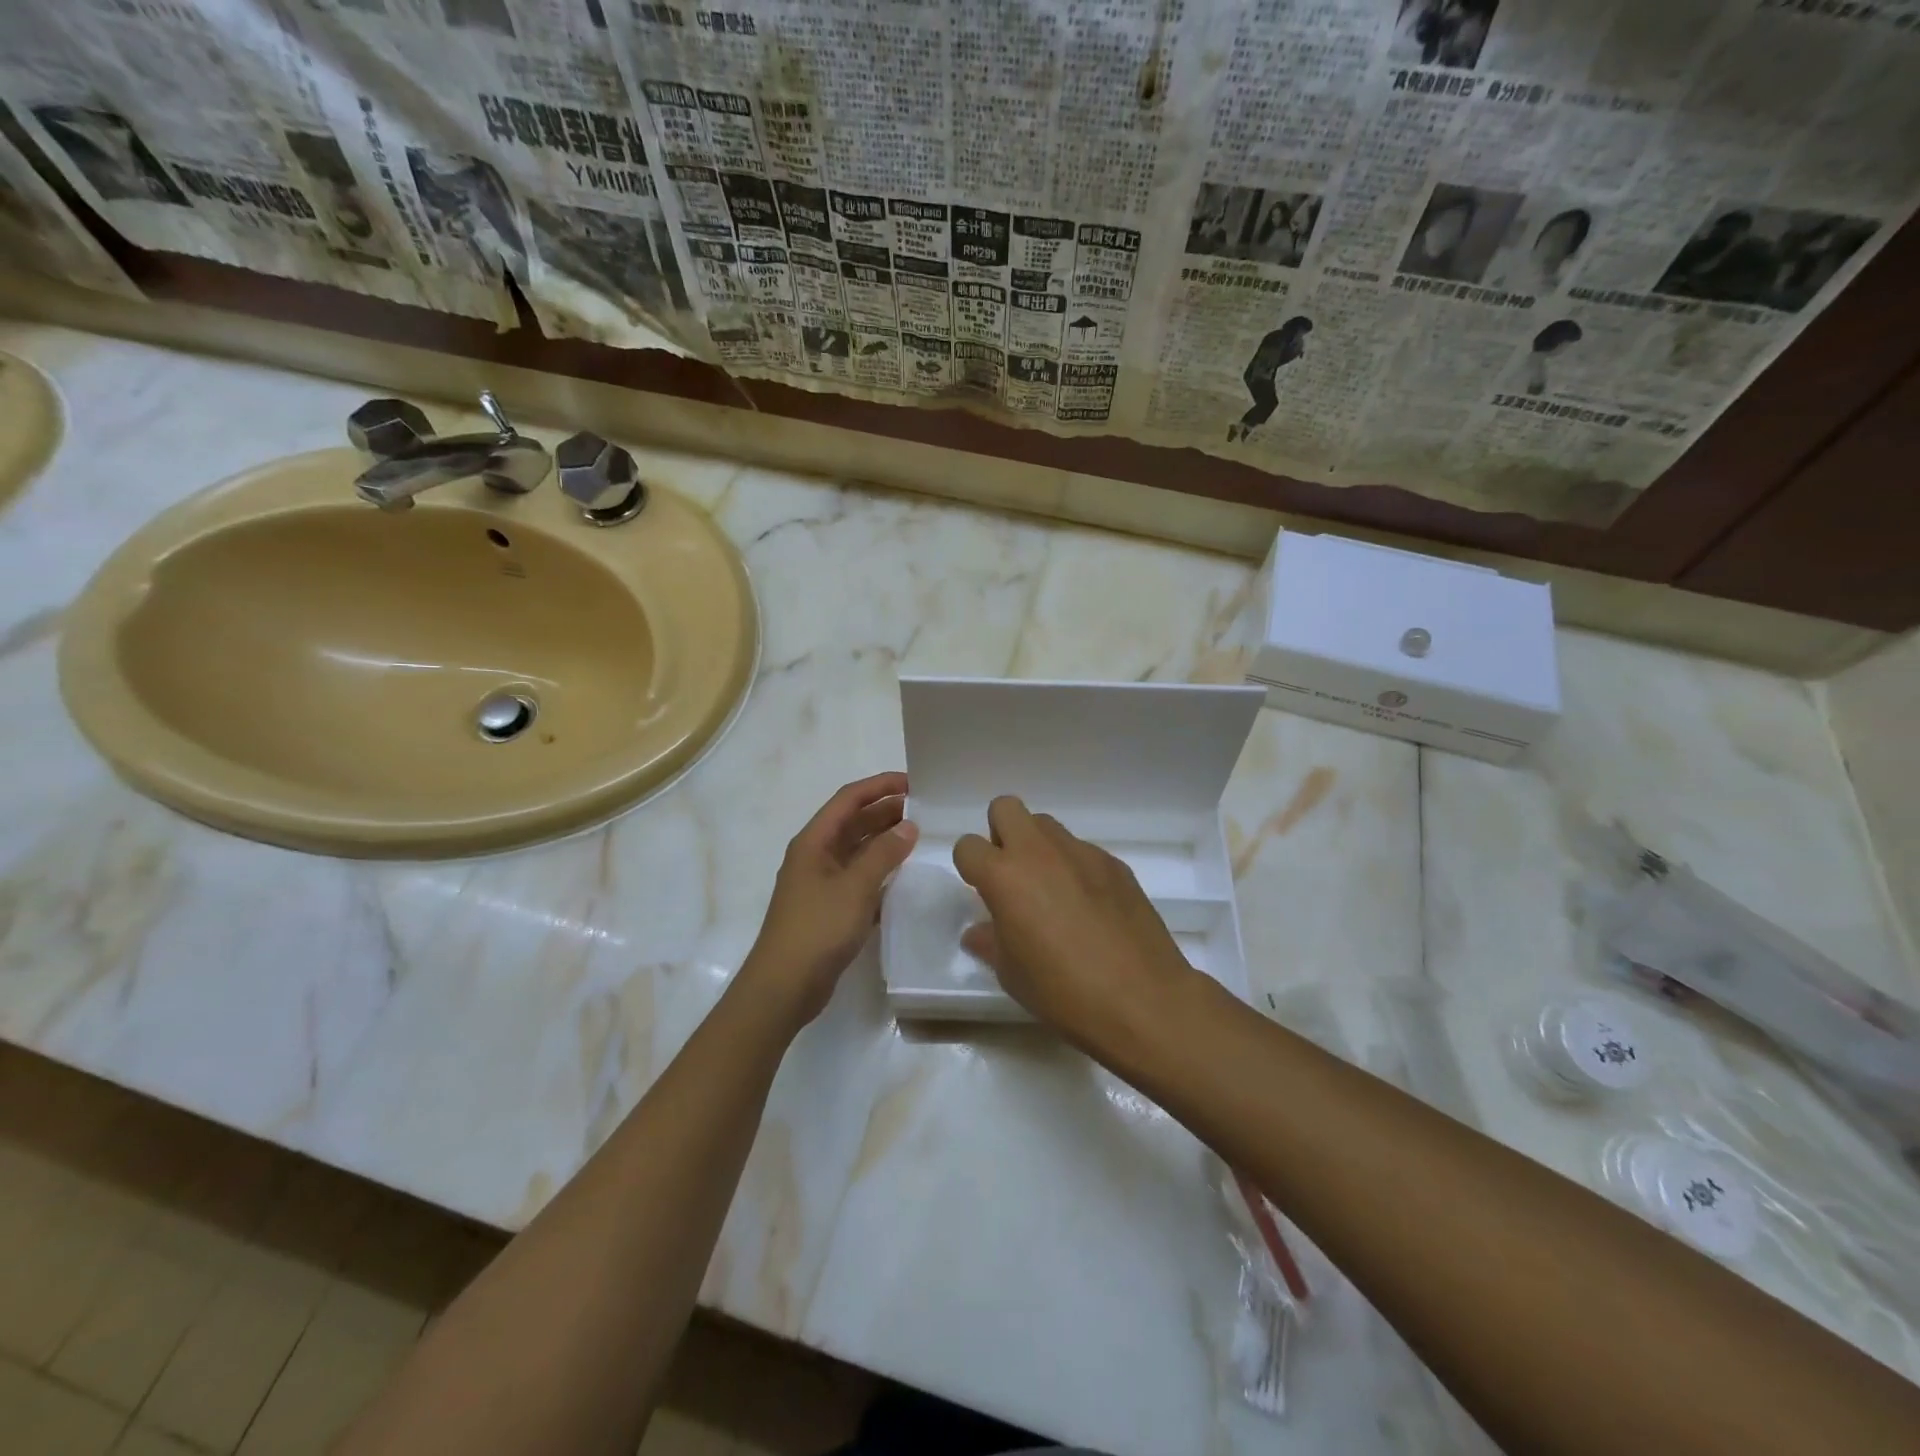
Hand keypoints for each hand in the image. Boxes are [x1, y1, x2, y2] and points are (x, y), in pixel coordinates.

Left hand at [743, 772, 917, 1028]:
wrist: (784, 987)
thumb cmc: (817, 929)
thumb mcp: (855, 887)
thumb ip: (884, 854)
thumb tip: (909, 826)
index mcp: (814, 841)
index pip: (848, 799)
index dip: (879, 786)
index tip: (913, 783)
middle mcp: (816, 856)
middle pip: (853, 823)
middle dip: (885, 812)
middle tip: (924, 811)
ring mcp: (821, 883)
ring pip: (857, 851)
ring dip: (884, 842)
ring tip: (920, 838)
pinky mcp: (829, 909)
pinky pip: (859, 879)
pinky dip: (880, 873)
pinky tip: (904, 877)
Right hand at [953, 796, 1198, 1055]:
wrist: (1141, 999)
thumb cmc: (1063, 992)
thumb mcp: (1011, 974)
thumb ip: (990, 941)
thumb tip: (979, 930)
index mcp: (1005, 876)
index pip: (967, 846)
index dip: (970, 868)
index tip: (983, 893)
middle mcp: (1039, 852)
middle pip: (1006, 808)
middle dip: (1001, 835)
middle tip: (1013, 877)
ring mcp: (1081, 852)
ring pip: (1046, 825)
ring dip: (1039, 848)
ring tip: (1052, 891)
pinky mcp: (1114, 863)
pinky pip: (1082, 850)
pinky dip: (1075, 868)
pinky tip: (1090, 907)